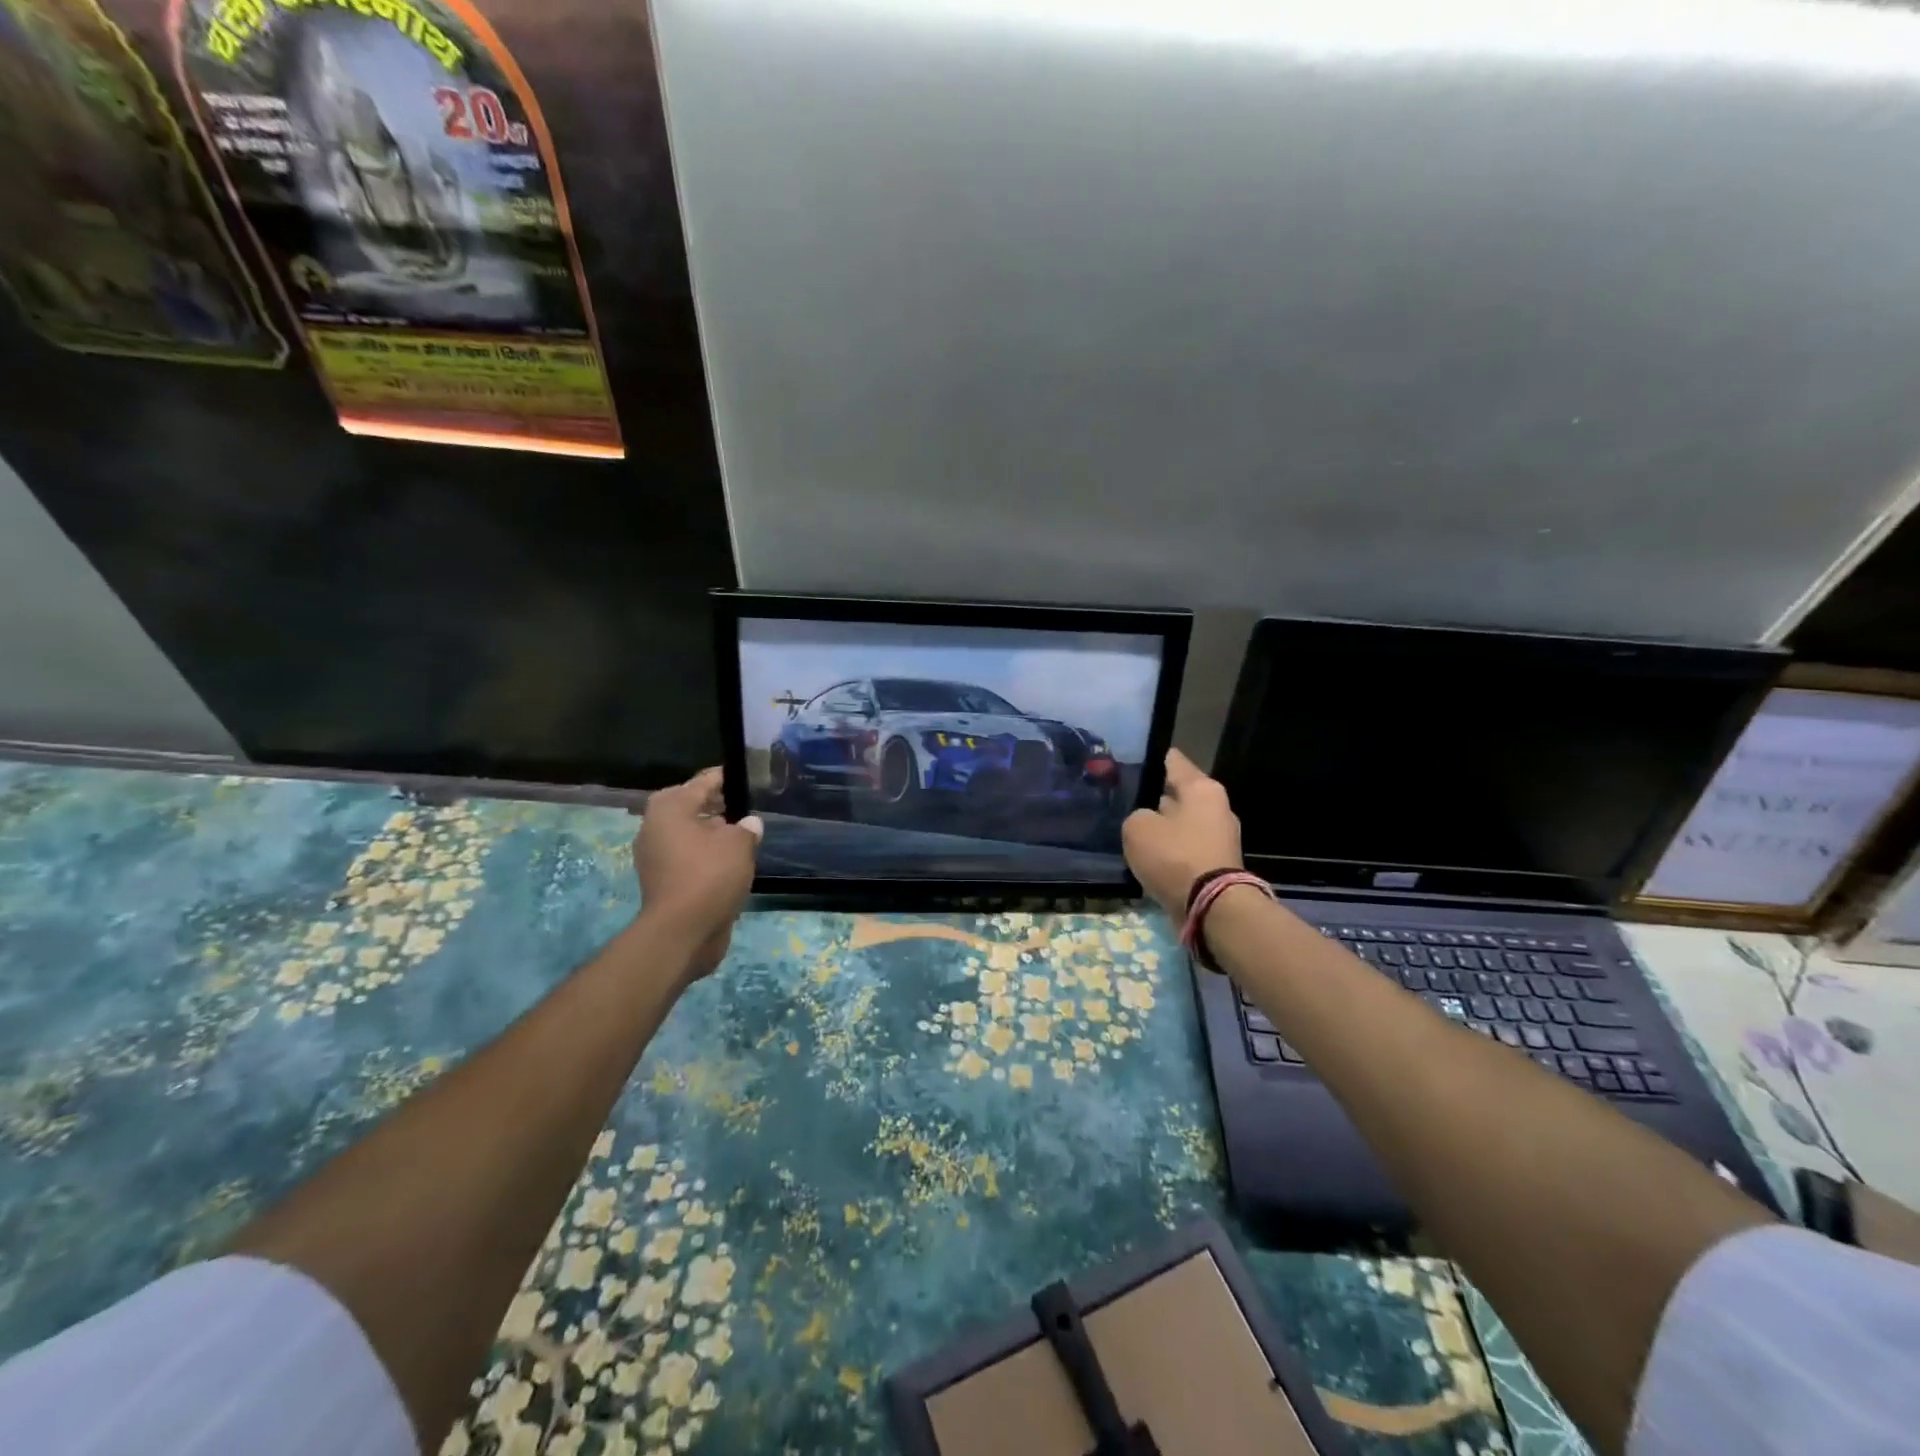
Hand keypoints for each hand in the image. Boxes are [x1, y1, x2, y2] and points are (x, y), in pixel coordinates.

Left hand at [633, 768, 762, 978]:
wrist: (682, 931)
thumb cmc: (709, 875)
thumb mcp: (739, 844)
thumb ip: (746, 828)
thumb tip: (749, 824)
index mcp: (669, 809)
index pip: (701, 783)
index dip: (723, 778)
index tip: (741, 776)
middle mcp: (655, 828)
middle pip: (689, 807)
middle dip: (714, 805)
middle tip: (743, 805)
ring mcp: (655, 856)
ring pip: (687, 834)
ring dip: (710, 833)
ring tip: (741, 834)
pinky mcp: (662, 880)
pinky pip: (687, 857)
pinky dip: (705, 855)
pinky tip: (730, 860)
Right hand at [1122, 748, 1242, 917]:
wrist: (1211, 907)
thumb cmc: (1174, 856)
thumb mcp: (1137, 828)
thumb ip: (1138, 816)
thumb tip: (1149, 821)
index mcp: (1201, 789)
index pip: (1174, 762)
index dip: (1155, 759)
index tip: (1137, 759)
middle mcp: (1216, 807)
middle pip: (1181, 794)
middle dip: (1159, 796)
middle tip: (1131, 798)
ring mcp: (1220, 837)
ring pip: (1184, 823)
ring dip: (1165, 827)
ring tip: (1137, 829)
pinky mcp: (1218, 864)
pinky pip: (1187, 848)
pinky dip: (1172, 851)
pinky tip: (1151, 856)